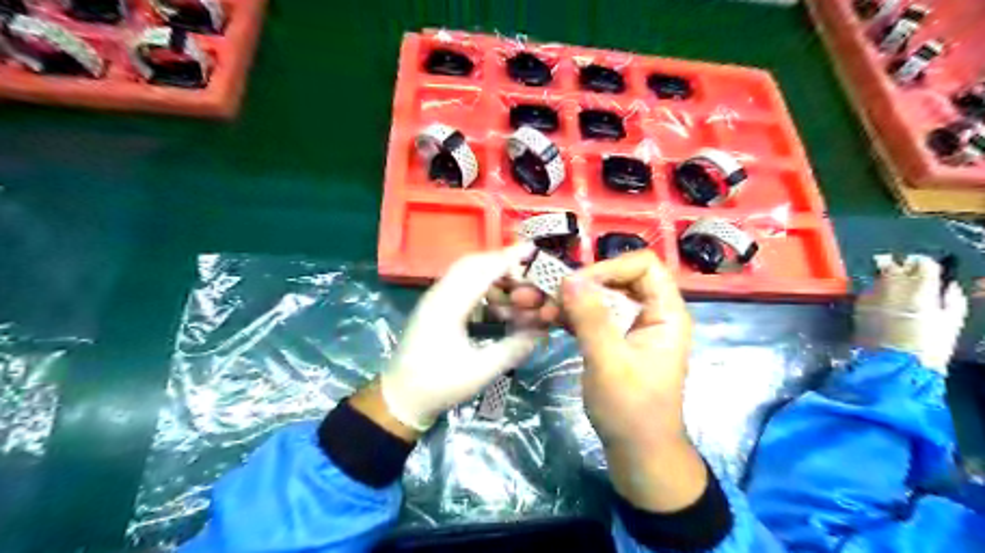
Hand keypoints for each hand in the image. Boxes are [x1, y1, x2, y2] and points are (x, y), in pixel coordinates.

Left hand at [377, 242, 550, 432]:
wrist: (399, 398)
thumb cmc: (438, 385)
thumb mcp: (481, 371)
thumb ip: (513, 348)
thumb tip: (541, 330)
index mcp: (448, 307)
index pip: (482, 270)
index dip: (508, 258)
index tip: (532, 249)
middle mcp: (438, 295)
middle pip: (472, 263)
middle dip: (501, 262)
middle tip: (527, 271)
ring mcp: (433, 299)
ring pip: (465, 272)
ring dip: (491, 273)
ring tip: (515, 288)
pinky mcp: (434, 307)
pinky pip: (460, 284)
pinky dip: (481, 284)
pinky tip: (495, 302)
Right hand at [556, 252, 704, 512]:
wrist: (637, 453)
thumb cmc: (631, 410)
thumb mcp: (609, 362)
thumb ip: (590, 318)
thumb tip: (569, 278)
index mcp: (664, 313)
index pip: (643, 266)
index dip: (609, 268)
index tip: (575, 285)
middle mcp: (649, 313)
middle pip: (614, 279)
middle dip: (577, 285)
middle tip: (541, 295)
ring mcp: (629, 327)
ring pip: (597, 298)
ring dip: (565, 300)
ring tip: (531, 306)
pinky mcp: (612, 340)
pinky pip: (589, 317)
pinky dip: (567, 316)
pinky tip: (543, 319)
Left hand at [855, 256, 966, 371]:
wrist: (892, 362)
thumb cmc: (928, 345)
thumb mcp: (951, 323)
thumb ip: (952, 300)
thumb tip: (949, 287)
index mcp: (921, 286)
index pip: (923, 262)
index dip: (926, 265)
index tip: (929, 271)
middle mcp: (893, 284)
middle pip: (896, 265)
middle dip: (903, 268)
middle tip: (910, 279)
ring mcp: (872, 292)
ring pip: (880, 276)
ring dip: (888, 280)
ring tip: (896, 293)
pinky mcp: (858, 303)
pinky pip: (869, 290)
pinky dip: (877, 292)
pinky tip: (883, 304)